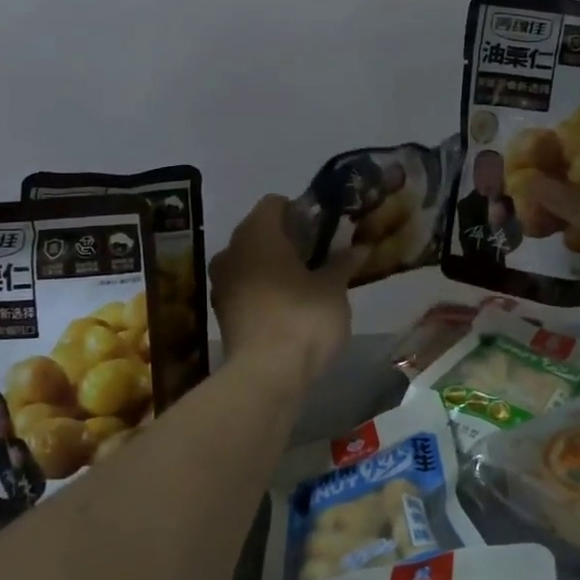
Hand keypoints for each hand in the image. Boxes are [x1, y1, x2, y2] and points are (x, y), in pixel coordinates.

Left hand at [210, 195, 362, 386]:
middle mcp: (232, 250)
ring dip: (275, 265)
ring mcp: (221, 283)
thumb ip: (342, 263)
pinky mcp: (222, 312)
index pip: (274, 203)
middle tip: (320, 254)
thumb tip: (358, 248)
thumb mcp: (333, 288)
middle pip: (260, 231)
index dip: (300, 211)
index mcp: (257, 233)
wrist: (266, 375)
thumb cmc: (303, 318)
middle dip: (288, 239)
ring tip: (307, 281)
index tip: (323, 229)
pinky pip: (246, 286)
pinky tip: (289, 305)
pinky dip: (265, 288)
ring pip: (251, 260)